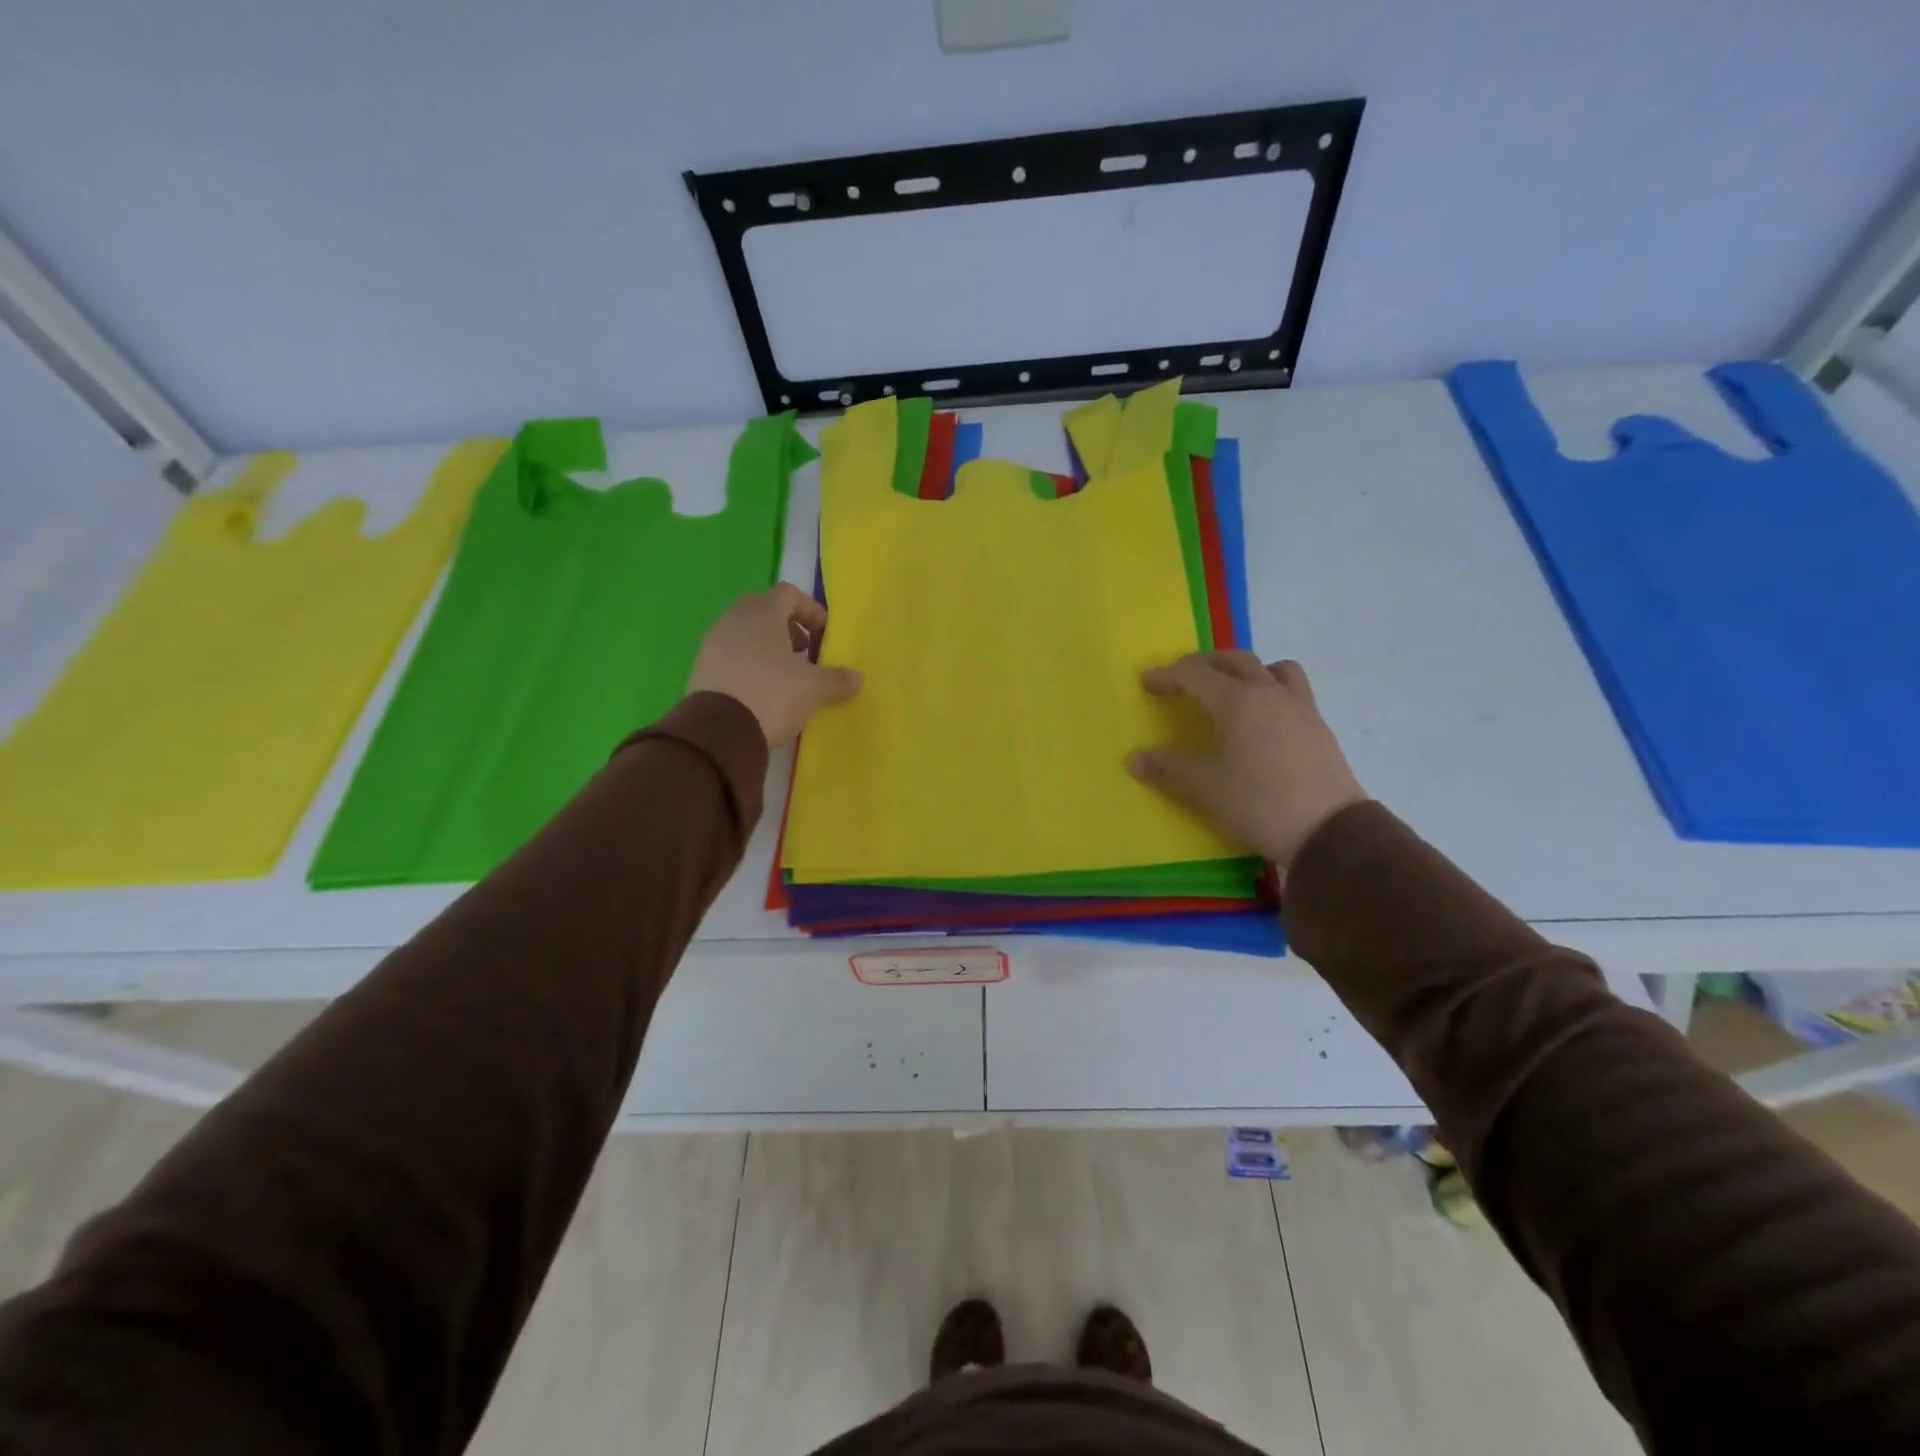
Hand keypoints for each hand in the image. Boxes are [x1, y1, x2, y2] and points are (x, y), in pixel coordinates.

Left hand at [688, 585, 862, 747]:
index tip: (823, 632)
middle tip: (803, 651)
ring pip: (743, 633)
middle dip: (786, 627)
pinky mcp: (700, 669)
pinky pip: (729, 656)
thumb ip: (837, 679)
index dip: (810, 609)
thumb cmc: (772, 695)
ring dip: (765, 647)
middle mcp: (733, 620)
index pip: (788, 593)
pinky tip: (759, 690)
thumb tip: (857, 677)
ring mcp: (712, 644)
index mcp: (762, 614)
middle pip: (763, 610)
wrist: (719, 732)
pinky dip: (747, 664)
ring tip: (783, 674)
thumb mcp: (813, 689)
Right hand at [1129, 652, 1365, 871]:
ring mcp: (1301, 708)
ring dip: (1246, 670)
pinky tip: (1263, 721)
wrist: (1328, 832)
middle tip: (1182, 678)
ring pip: (1272, 669)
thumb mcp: (1205, 788)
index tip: (1146, 683)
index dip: (1167, 675)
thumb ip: (1168, 768)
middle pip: (1234, 661)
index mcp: (1238, 701)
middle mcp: (1270, 694)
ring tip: (1232, 690)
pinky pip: (1293, 692)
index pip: (1195, 674)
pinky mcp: (1319, 728)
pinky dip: (1270, 692)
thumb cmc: (1258, 803)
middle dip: (1203, 664)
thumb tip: (1135, 759)